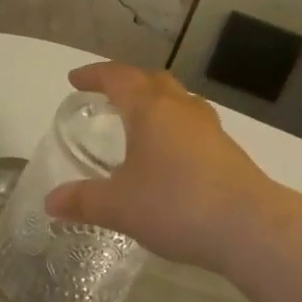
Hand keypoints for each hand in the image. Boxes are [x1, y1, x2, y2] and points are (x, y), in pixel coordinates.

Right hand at [45, 63, 282, 274]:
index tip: (76, 80)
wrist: (250, 226)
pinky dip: (175, 130)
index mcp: (150, 109)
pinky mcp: (229, 152)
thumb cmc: (175, 204)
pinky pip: (194, 127)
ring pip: (179, 102)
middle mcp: (181, 109)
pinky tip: (170, 158)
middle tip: (109, 97)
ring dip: (157, 104)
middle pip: (153, 81)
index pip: (118, 77)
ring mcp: (210, 129)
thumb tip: (50, 202)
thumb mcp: (119, 206)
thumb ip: (83, 201)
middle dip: (128, 83)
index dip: (95, 75)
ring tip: (141, 124)